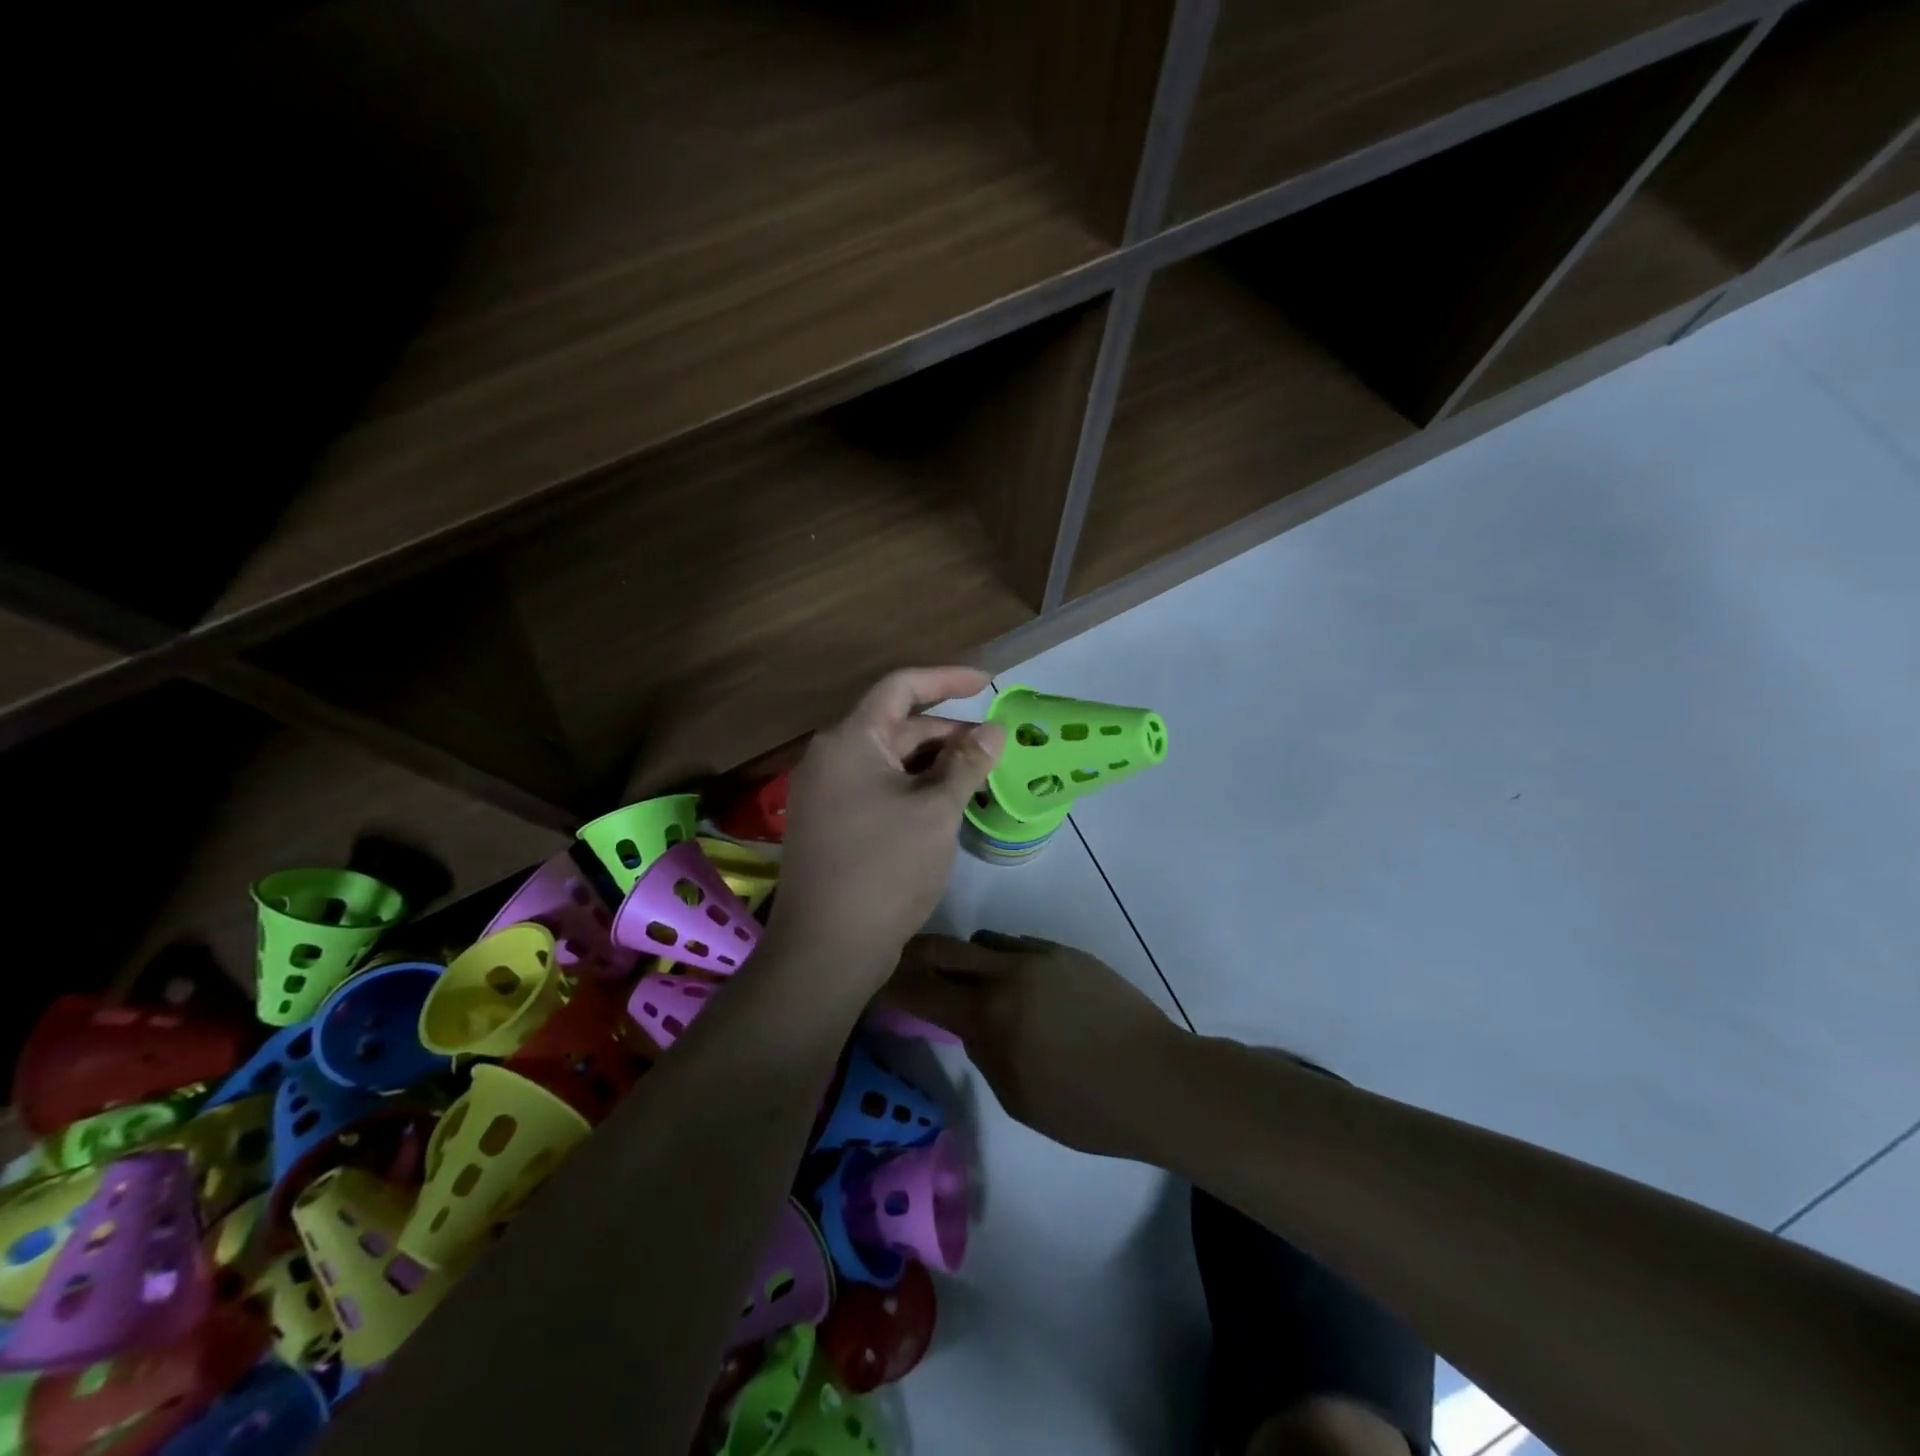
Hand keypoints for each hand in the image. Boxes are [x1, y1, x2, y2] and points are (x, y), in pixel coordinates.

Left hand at [771, 667, 1005, 985]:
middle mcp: (830, 757)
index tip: (987, 682)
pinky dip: (912, 788)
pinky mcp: (830, 824)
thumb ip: (966, 763)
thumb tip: (993, 729)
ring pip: (888, 761)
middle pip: (895, 725)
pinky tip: (943, 806)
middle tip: (993, 748)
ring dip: (932, 764)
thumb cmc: (886, 867)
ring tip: (977, 777)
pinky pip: (876, 788)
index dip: (946, 678)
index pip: (900, 687)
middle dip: (946, 732)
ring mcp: (826, 793)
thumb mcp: (936, 810)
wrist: (827, 948)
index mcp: (850, 740)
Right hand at [880, 930, 1184, 1156]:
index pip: (922, 990)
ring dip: (968, 958)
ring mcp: (1041, 955)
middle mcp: (1009, 972)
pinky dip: (1006, 960)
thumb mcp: (1018, 1097)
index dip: (892, 987)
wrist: (1158, 1079)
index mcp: (990, 1015)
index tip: (875, 986)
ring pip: (985, 940)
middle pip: (945, 947)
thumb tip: (968, 1024)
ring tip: (975, 984)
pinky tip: (1025, 990)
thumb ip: (983, 1051)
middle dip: (917, 956)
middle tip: (905, 968)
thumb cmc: (1085, 1108)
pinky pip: (1020, 945)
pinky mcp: (1067, 952)